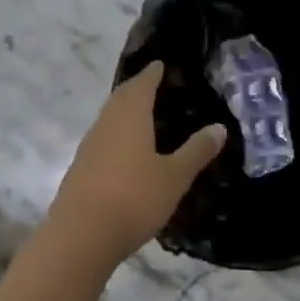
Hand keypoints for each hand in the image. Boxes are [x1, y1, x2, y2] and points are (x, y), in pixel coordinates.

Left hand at [48, 61, 225, 263]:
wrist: (80, 236)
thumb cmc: (133, 198)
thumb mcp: (174, 177)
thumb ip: (196, 151)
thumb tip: (219, 127)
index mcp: (130, 116)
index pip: (142, 84)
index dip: (152, 73)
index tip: (160, 64)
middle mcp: (106, 123)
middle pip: (121, 97)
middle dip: (137, 88)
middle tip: (153, 84)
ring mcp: (90, 146)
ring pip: (109, 118)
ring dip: (124, 111)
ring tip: (142, 114)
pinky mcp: (81, 169)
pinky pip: (102, 139)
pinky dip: (116, 134)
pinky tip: (125, 150)